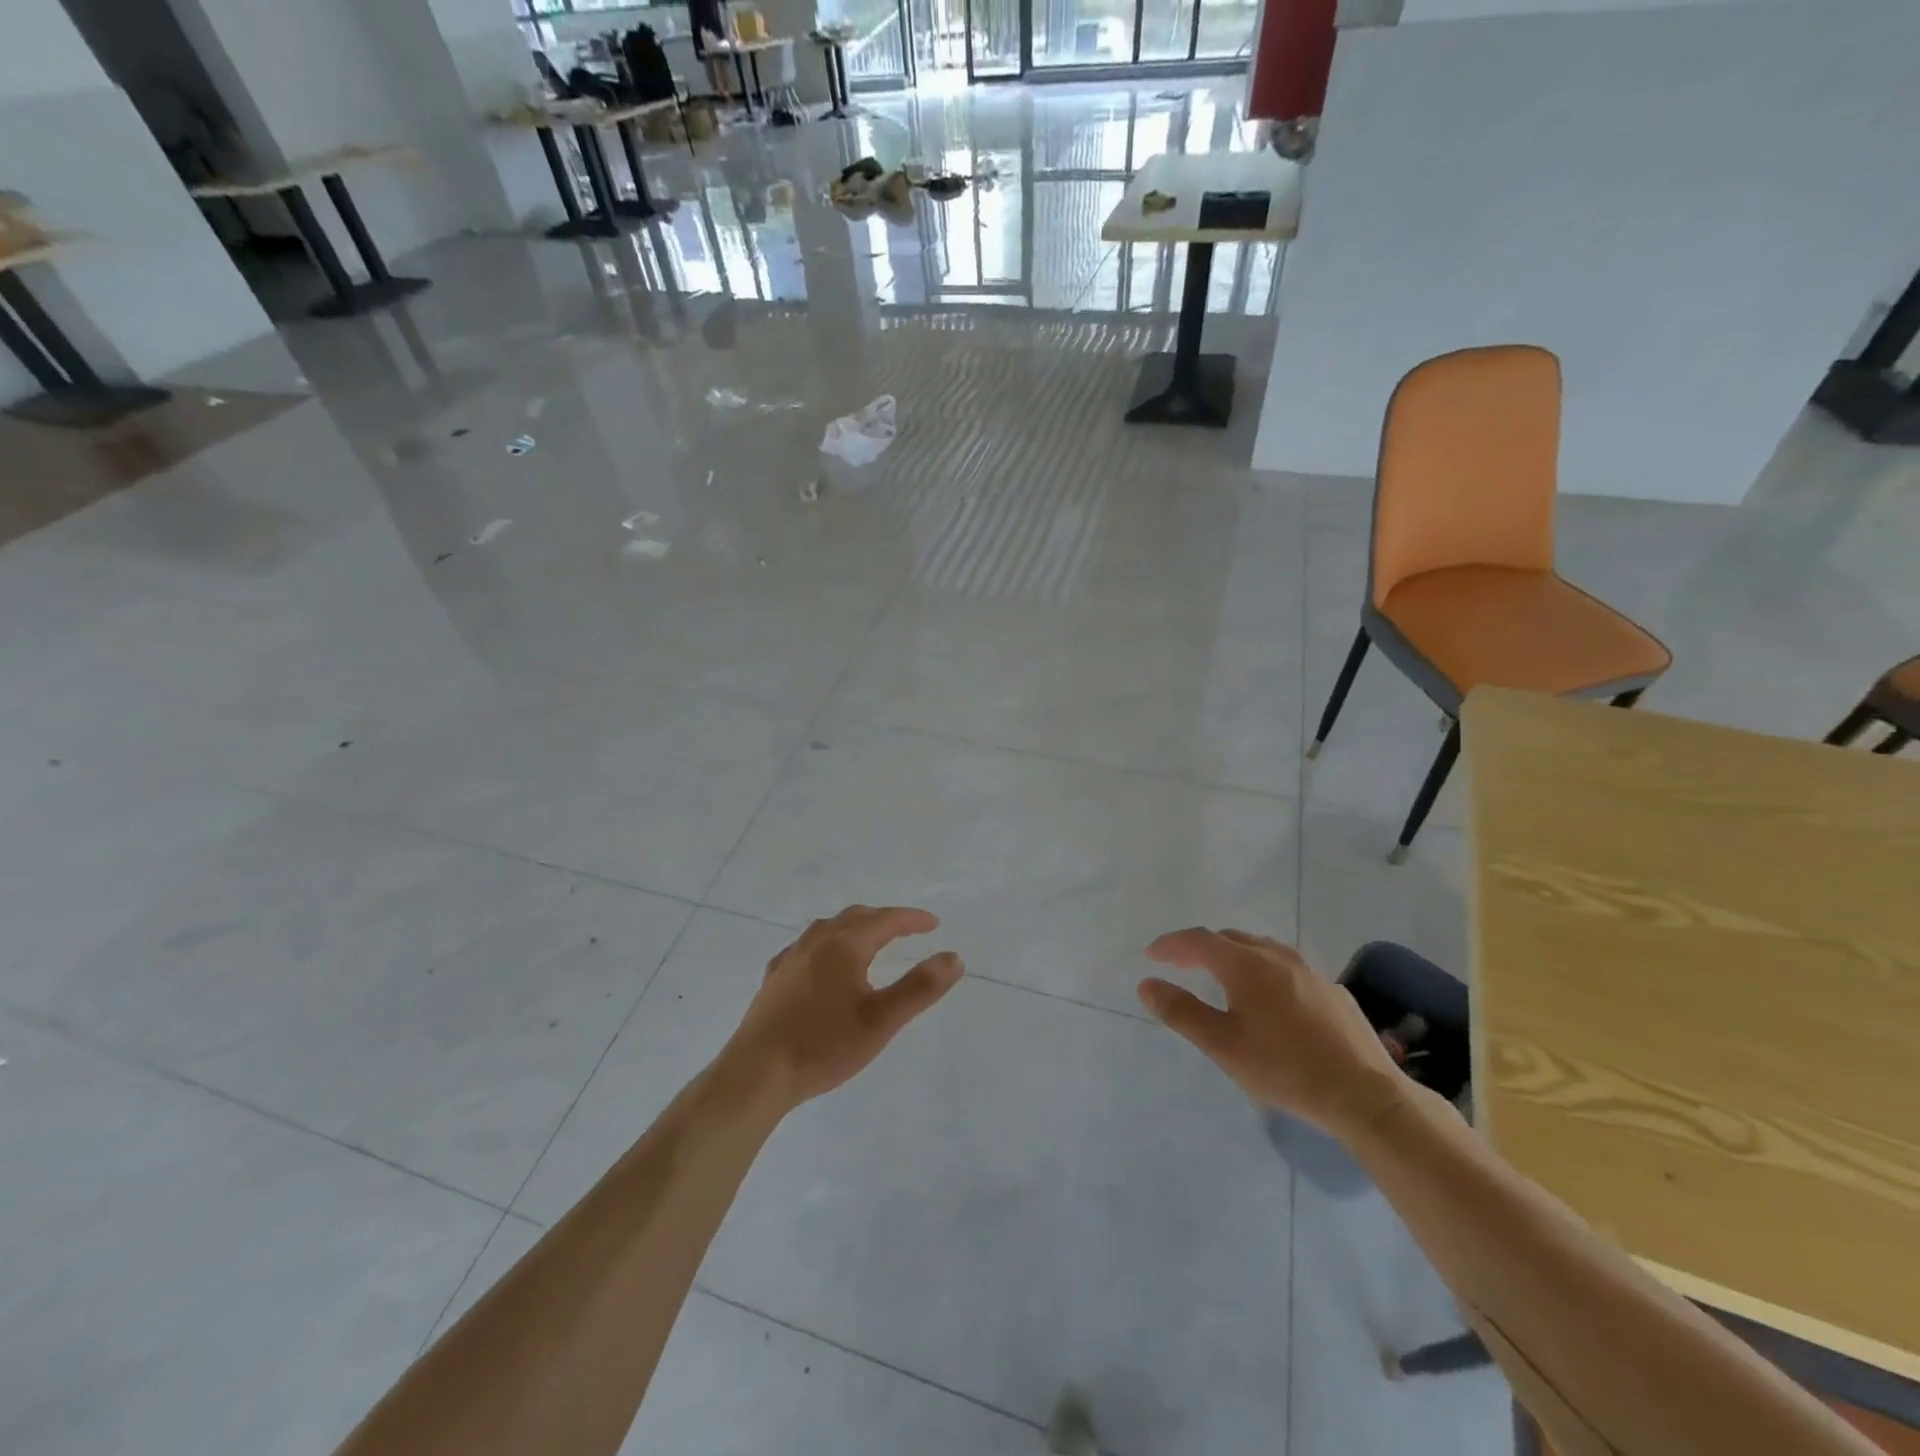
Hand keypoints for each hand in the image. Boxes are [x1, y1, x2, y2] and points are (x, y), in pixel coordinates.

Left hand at [721, 905, 963, 1110]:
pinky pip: (806, 948)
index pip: (885, 920)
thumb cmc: (824, 1045)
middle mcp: (816, 941)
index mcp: (845, 945)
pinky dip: (826, 945)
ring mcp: (791, 958)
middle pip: (856, 917)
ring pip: (828, 928)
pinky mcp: (774, 979)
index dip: (912, 919)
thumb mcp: (882, 1020)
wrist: (757, 1073)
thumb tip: (954, 957)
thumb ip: (920, 987)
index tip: (934, 924)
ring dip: (853, 927)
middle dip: (884, 919)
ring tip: (868, 940)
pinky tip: (822, 963)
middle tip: (907, 930)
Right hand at [1139, 928, 1400, 1137]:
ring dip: (1232, 954)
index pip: (1199, 940)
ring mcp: (1309, 970)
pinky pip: (1285, 965)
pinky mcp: (1331, 989)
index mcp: (1246, 965)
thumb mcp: (1224, 1046)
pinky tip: (1267, 996)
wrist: (1366, 1094)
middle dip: (1200, 948)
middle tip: (1180, 964)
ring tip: (1219, 974)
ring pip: (1260, 949)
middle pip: (1230, 939)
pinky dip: (1261, 968)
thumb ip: (1182, 1012)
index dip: (1172, 944)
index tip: (1151, 955)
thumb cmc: (1286, 1069)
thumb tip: (1147, 984)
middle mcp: (1277, 956)